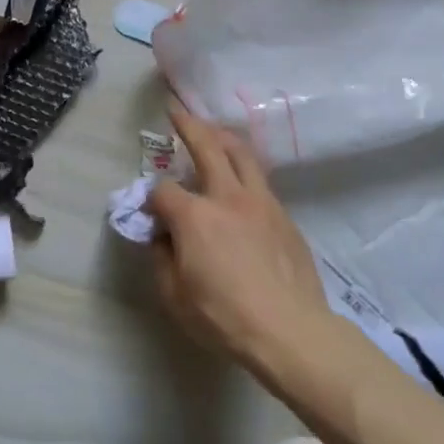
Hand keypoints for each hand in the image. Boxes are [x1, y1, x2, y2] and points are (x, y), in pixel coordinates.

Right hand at [147, 100, 331, 378]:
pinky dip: (245, 173)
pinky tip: (241, 186)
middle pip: (207, 146)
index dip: (151, 199)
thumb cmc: (224, 317)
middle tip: (176, 111)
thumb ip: (161, 257)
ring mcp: (261, 204)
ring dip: (223, 138)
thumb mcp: (174, 295)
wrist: (292, 333)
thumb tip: (162, 236)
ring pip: (242, 155)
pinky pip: (261, 183)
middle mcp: (226, 197)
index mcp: (194, 215)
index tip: (151, 214)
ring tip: (214, 132)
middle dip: (188, 125)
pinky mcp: (285, 218)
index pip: (162, 190)